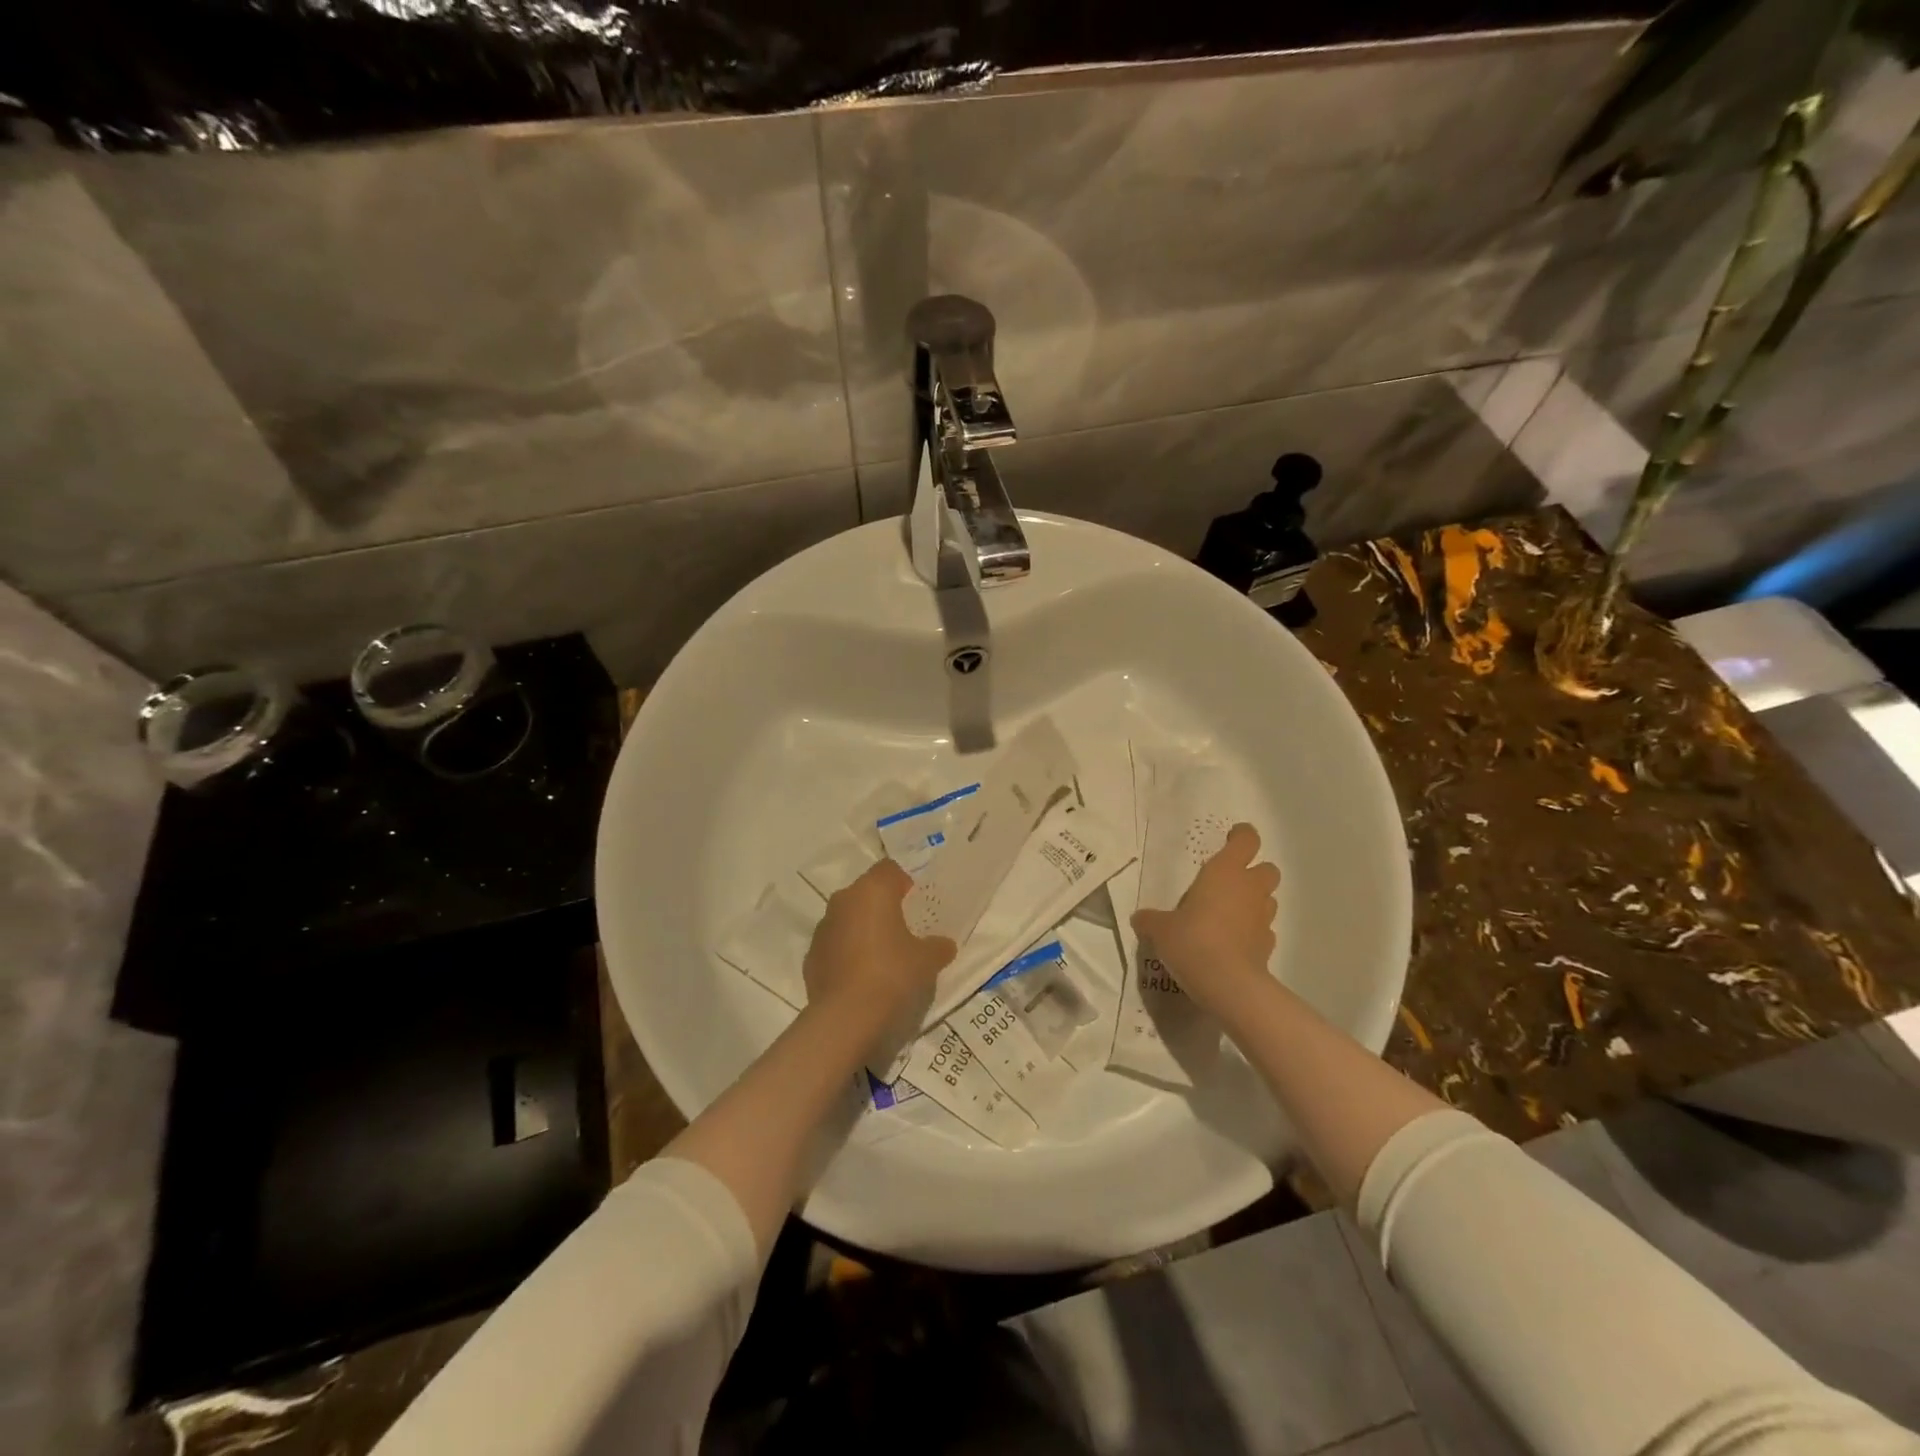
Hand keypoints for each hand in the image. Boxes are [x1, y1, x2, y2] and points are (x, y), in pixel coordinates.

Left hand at [803, 859, 955, 1048]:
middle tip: (903, 929)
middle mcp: (843, 902)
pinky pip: (835, 946)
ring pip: (848, 919)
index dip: (904, 882)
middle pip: (866, 893)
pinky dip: (848, 954)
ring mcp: (822, 929)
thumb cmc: (892, 975)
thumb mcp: (927, 960)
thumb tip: (943, 945)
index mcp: (871, 891)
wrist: (846, 1019)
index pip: (889, 869)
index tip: (916, 903)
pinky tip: (863, 978)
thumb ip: (937, 946)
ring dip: (863, 930)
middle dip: (883, 906)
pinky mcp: (811, 958)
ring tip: (883, 957)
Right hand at [1131, 823, 1279, 1019]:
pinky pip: (1264, 930)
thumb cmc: (1192, 940)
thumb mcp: (1160, 928)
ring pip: (1268, 899)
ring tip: (1229, 914)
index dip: (1241, 836)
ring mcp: (1263, 918)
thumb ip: (1151, 919)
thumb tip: (1140, 919)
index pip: (1246, 840)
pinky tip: (1234, 943)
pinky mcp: (1268, 945)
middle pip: (1267, 869)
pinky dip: (1253, 932)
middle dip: (1254, 872)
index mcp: (1225, 872)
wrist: (1228, 983)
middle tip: (1229, 883)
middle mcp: (1249, 889)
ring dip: (1254, 902)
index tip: (1230, 838)